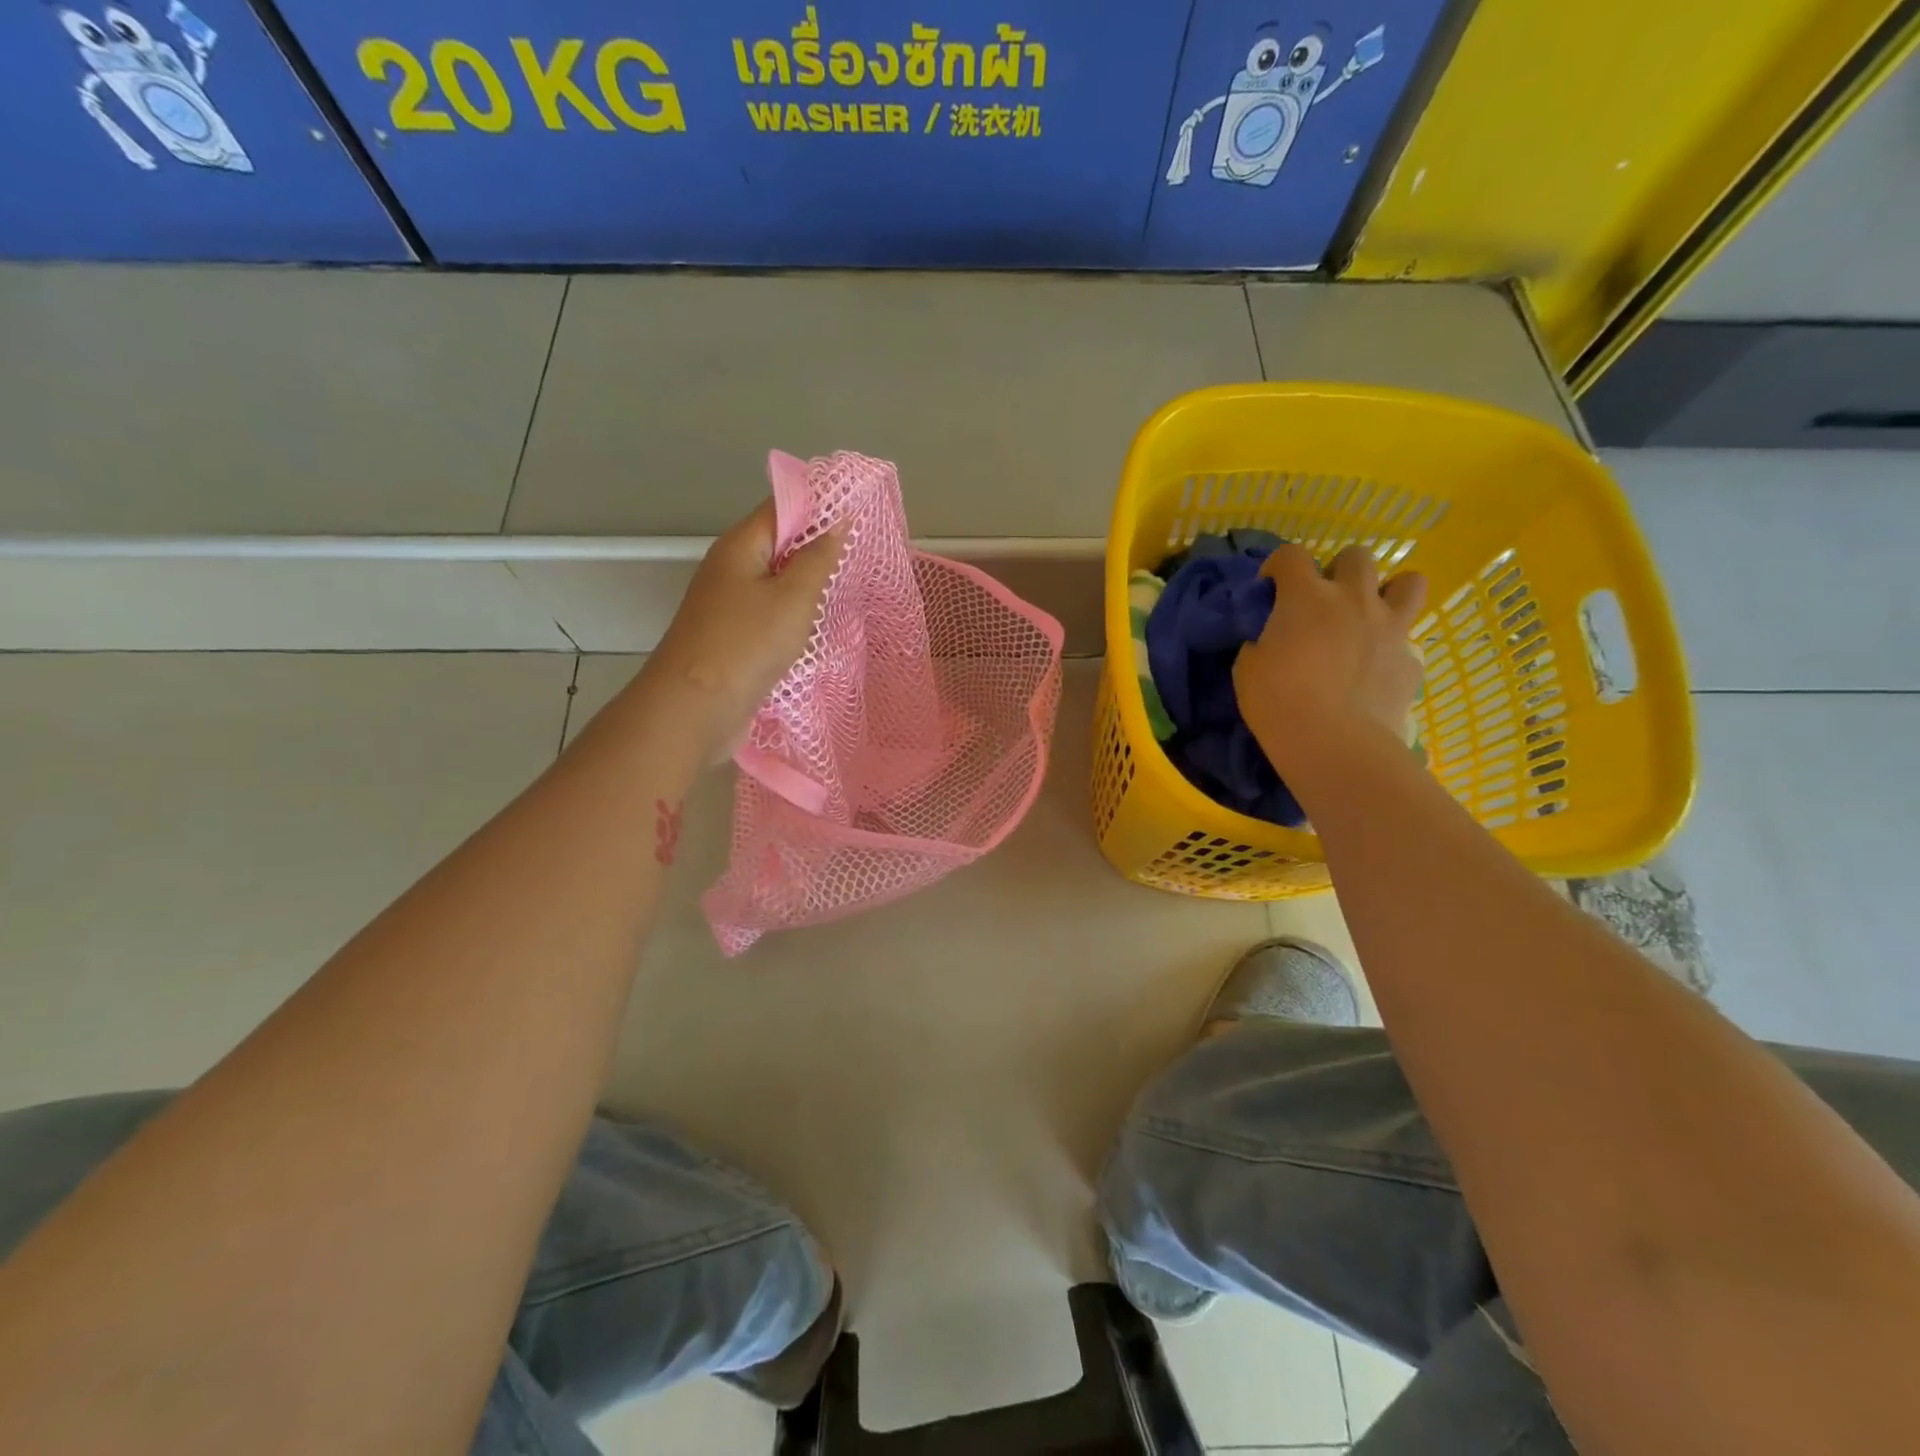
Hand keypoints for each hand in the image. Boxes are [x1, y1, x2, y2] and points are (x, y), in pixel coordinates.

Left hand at [643, 501, 845, 757]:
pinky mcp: (733, 639)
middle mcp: (730, 569)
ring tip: (849, 592)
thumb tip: (837, 520)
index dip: (820, 507)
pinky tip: (819, 630)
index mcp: (739, 546)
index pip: (782, 508)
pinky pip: (770, 617)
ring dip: (808, 589)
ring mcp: (728, 607)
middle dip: (818, 550)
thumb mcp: (793, 597)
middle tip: (862, 559)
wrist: (694, 710)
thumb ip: (818, 558)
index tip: (861, 516)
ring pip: (776, 585)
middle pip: (778, 546)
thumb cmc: (746, 645)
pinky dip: (794, 619)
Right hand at [1233, 543, 1425, 773]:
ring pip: (1409, 582)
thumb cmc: (1278, 703)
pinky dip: (1393, 646)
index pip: (1291, 555)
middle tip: (1325, 600)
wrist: (1334, 744)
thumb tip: (1268, 642)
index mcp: (1306, 597)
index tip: (1270, 587)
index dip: (1278, 566)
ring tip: (1371, 615)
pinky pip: (1409, 639)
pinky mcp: (1411, 659)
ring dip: (1389, 592)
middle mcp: (1353, 599)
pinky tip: (1377, 668)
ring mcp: (1390, 627)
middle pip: (1357, 556)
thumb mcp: (1247, 670)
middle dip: (1339, 570)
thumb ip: (1260, 644)